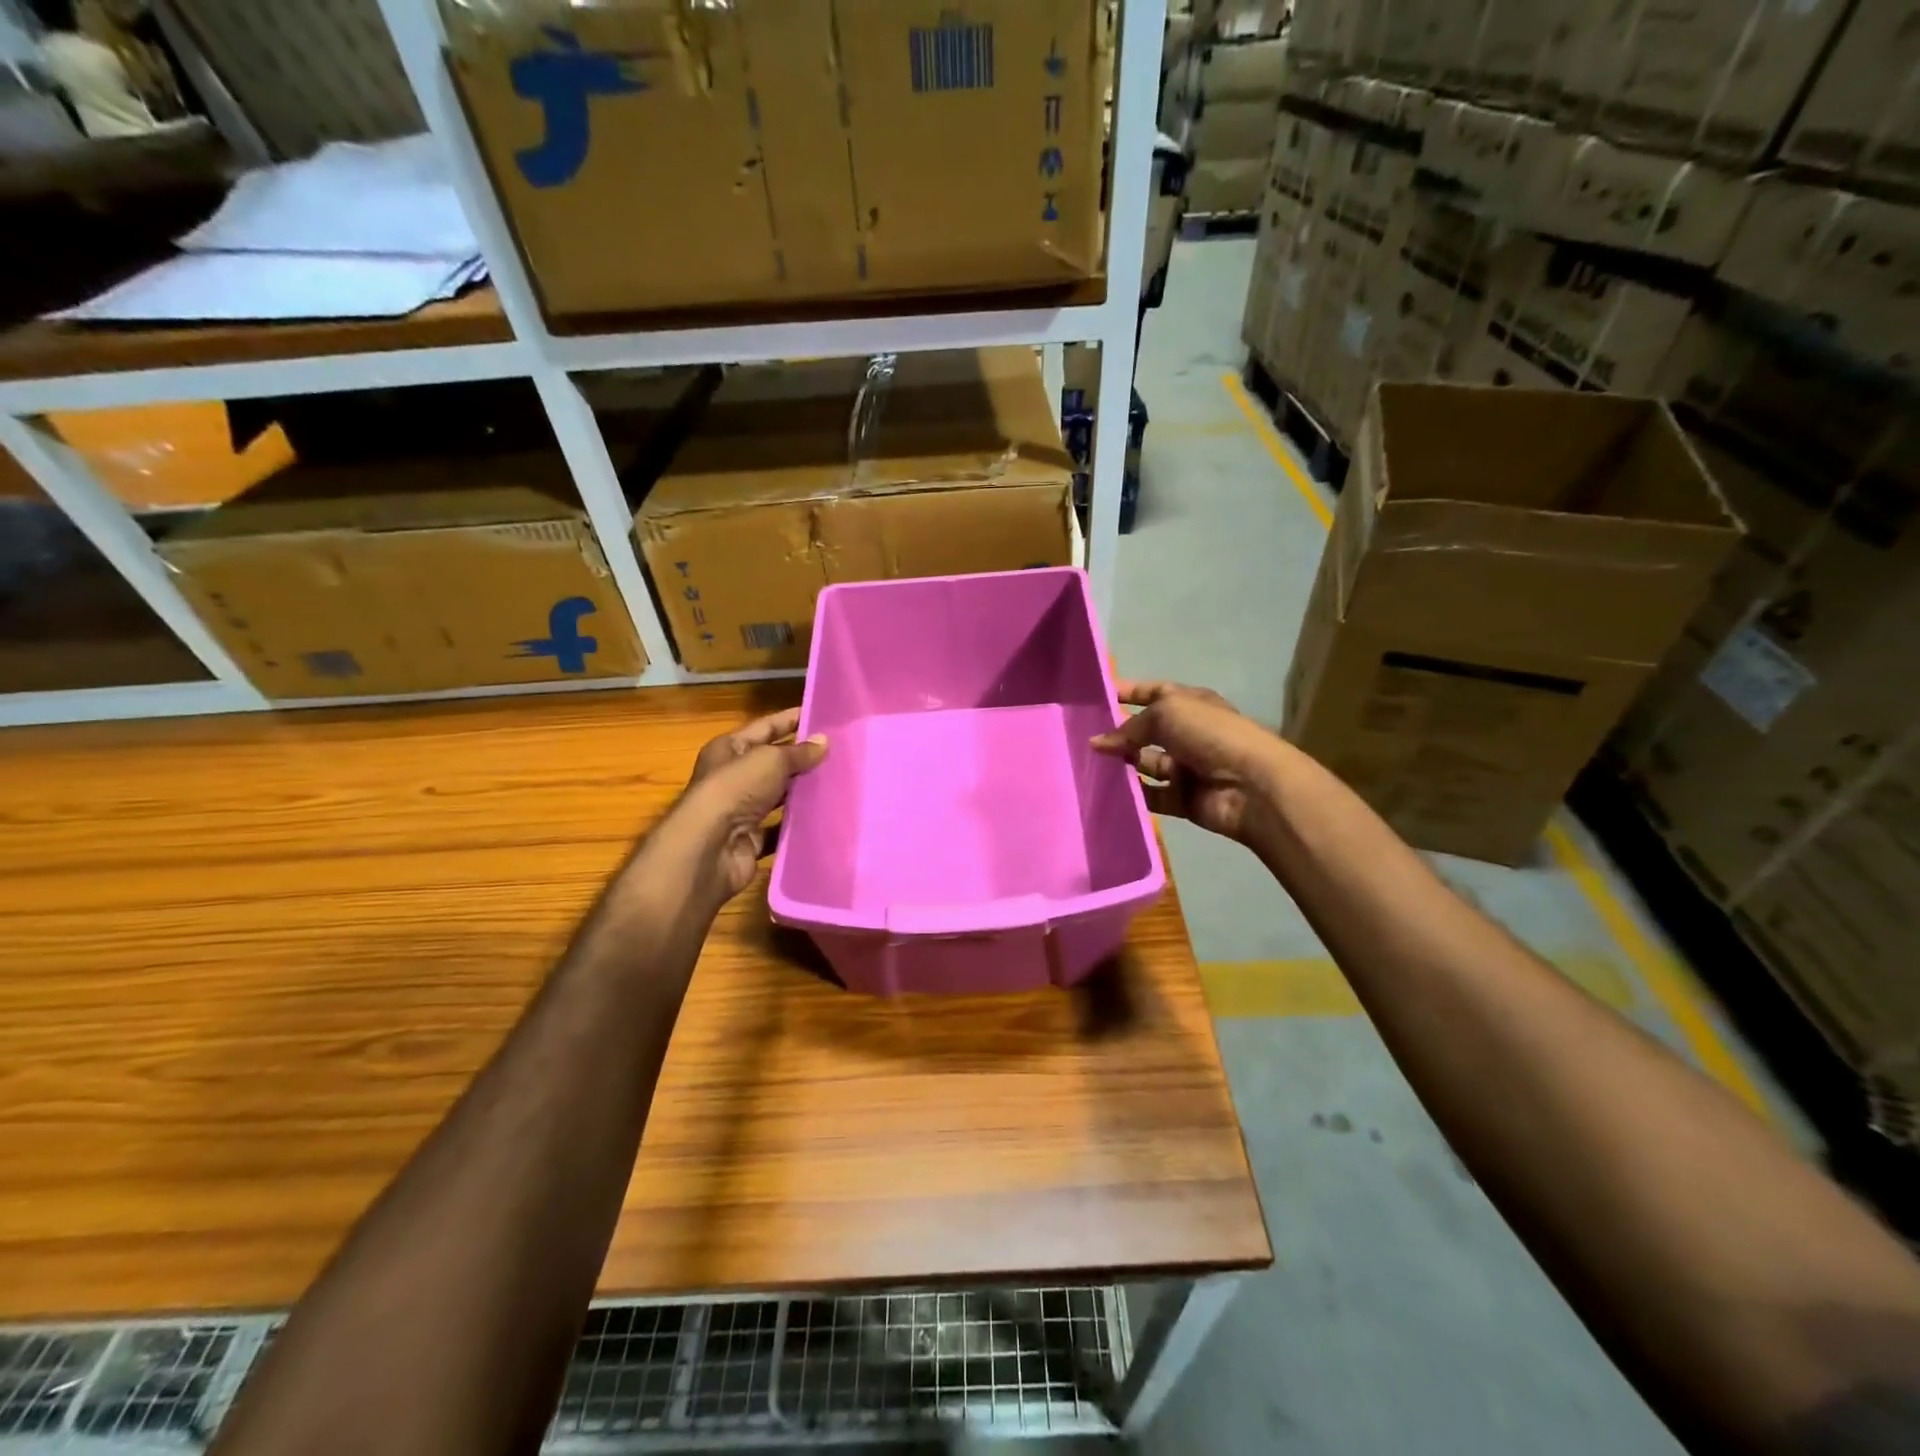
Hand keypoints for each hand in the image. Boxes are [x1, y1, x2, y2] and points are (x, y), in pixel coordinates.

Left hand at [656, 708, 826, 905]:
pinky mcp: (750, 840)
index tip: (822, 715)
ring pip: (778, 796)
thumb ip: (799, 752)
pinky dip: (798, 824)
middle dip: (802, 758)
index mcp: (729, 749)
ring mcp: (741, 810)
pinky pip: (780, 828)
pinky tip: (824, 817)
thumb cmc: (735, 789)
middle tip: (840, 752)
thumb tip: (824, 741)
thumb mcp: (770, 760)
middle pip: (773, 762)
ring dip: (803, 791)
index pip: (765, 727)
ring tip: (839, 783)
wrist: (710, 848)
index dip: (791, 719)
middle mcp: (732, 777)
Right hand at [1090, 680, 1283, 843]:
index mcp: (1190, 704)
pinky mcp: (1182, 798)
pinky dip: (1132, 792)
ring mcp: (1185, 767)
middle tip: (1081, 735)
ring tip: (1088, 762)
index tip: (1094, 697)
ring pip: (1144, 762)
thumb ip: (1129, 726)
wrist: (1251, 786)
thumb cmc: (1211, 735)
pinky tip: (1106, 788)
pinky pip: (1150, 794)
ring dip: (1121, 762)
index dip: (1126, 692)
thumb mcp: (1166, 713)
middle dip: (1118, 731)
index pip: (1153, 692)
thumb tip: (1098, 743)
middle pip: (1146, 729)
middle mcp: (1187, 733)